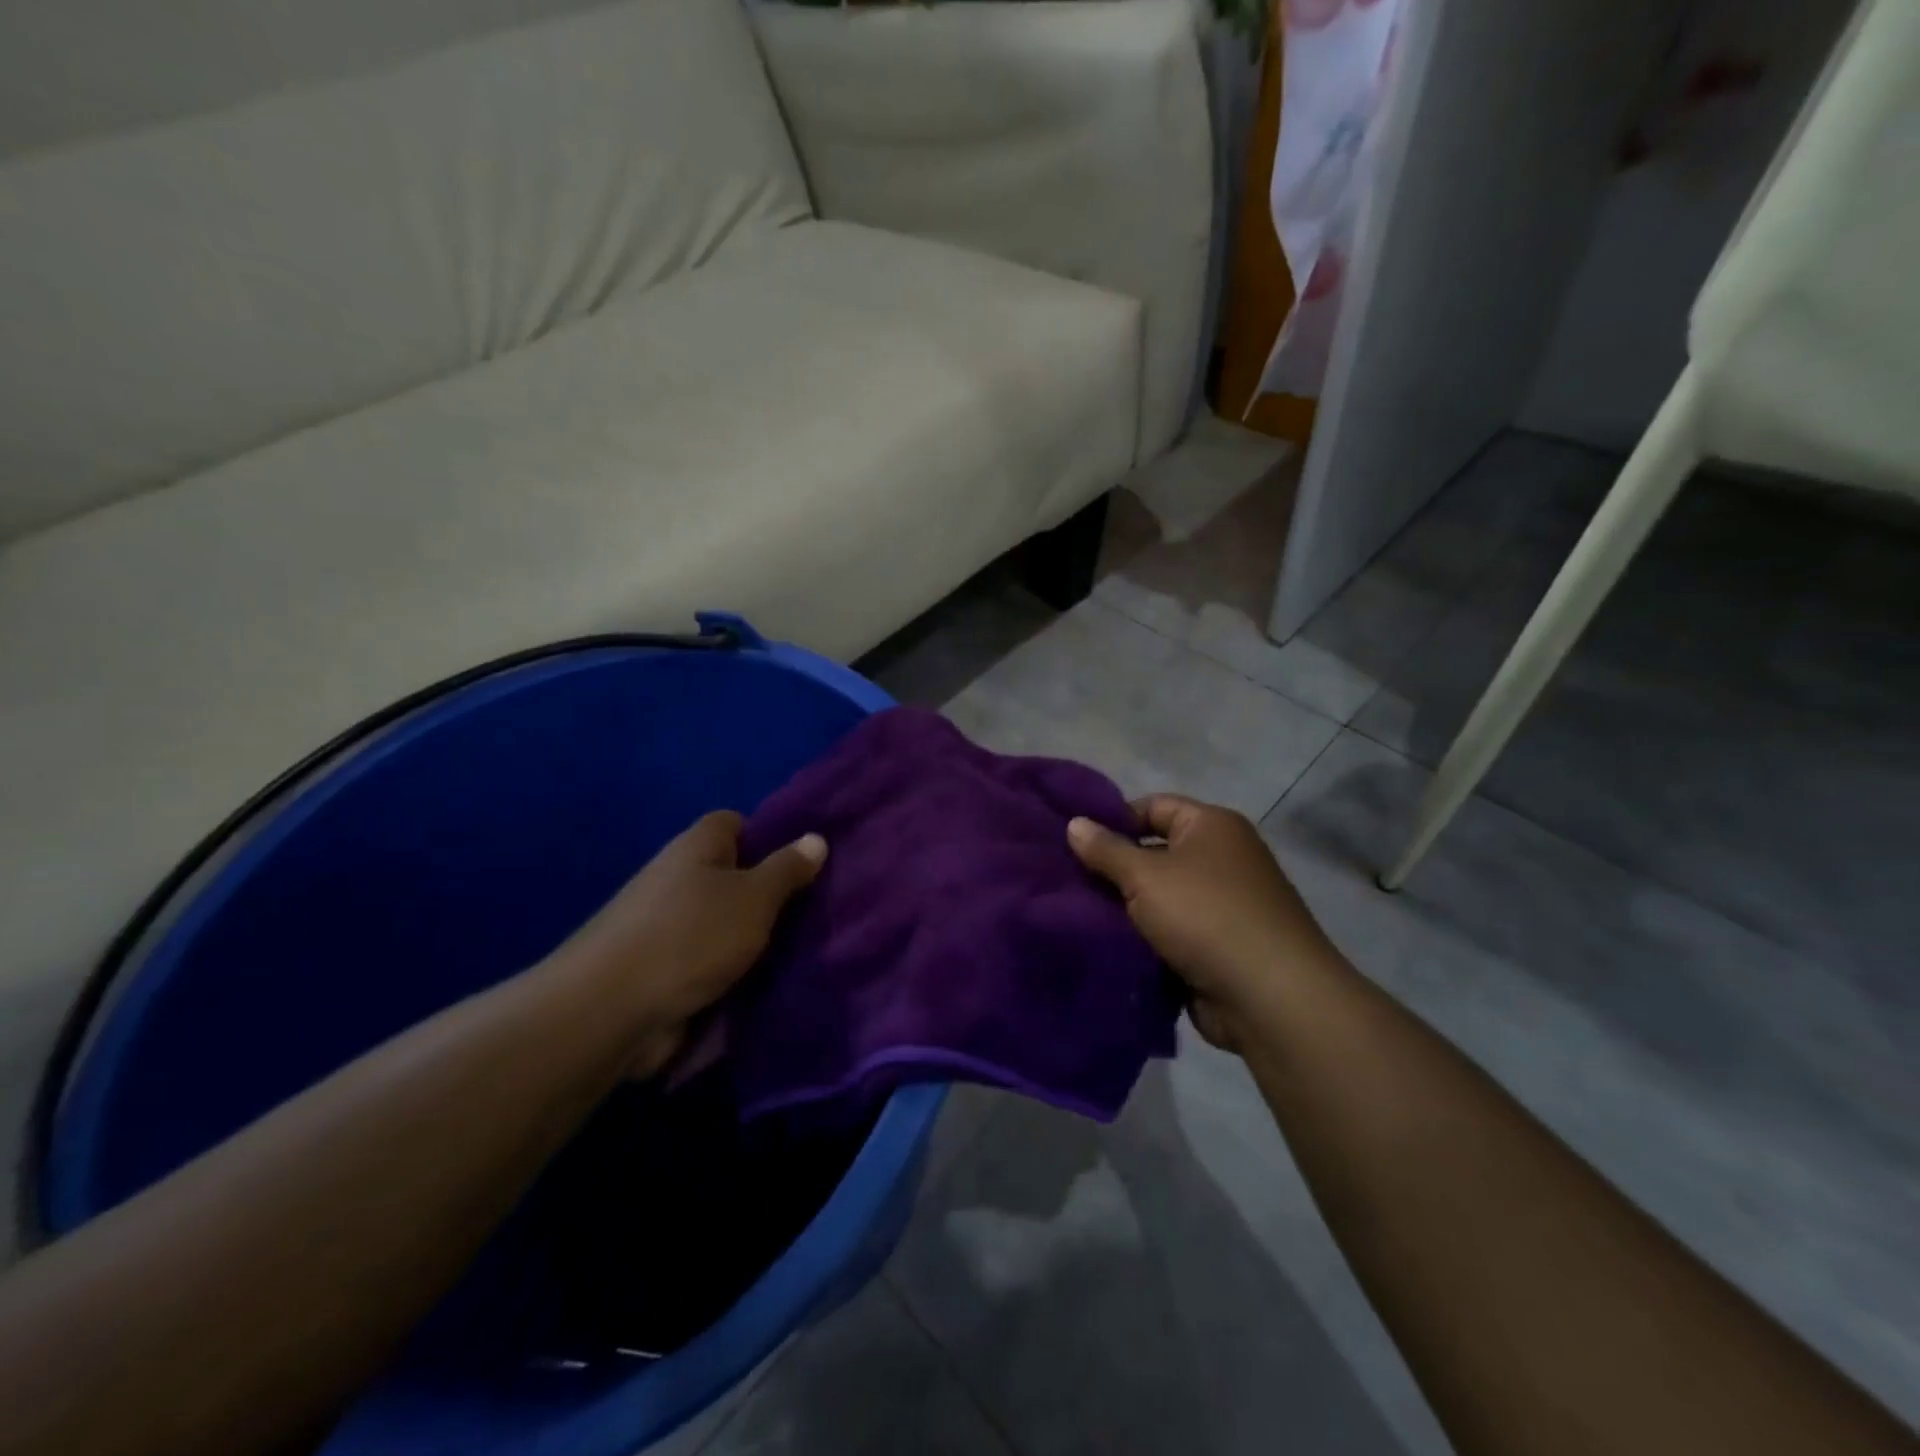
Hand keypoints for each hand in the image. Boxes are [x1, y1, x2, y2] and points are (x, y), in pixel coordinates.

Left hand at [552, 811, 826, 1074]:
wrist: (609, 1013)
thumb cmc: (690, 937)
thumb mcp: (753, 897)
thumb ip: (787, 869)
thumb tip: (816, 838)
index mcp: (696, 848)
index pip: (735, 823)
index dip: (770, 836)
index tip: (804, 862)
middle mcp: (678, 880)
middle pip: (733, 877)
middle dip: (769, 896)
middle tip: (816, 912)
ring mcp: (666, 929)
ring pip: (724, 925)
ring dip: (754, 940)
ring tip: (804, 951)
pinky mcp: (662, 973)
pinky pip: (710, 964)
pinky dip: (733, 974)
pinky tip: (770, 986)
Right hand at [1068, 796, 1334, 1051]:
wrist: (1271, 997)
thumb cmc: (1206, 916)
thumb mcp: (1146, 876)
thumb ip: (1106, 849)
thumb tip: (1074, 823)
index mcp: (1212, 826)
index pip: (1153, 807)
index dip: (1113, 820)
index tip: (1074, 842)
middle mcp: (1221, 859)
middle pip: (1154, 853)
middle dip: (1114, 869)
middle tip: (1066, 880)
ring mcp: (1222, 905)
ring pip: (1159, 898)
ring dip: (1126, 909)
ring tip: (1075, 914)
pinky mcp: (1218, 947)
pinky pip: (1170, 933)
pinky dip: (1145, 939)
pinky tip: (1106, 945)